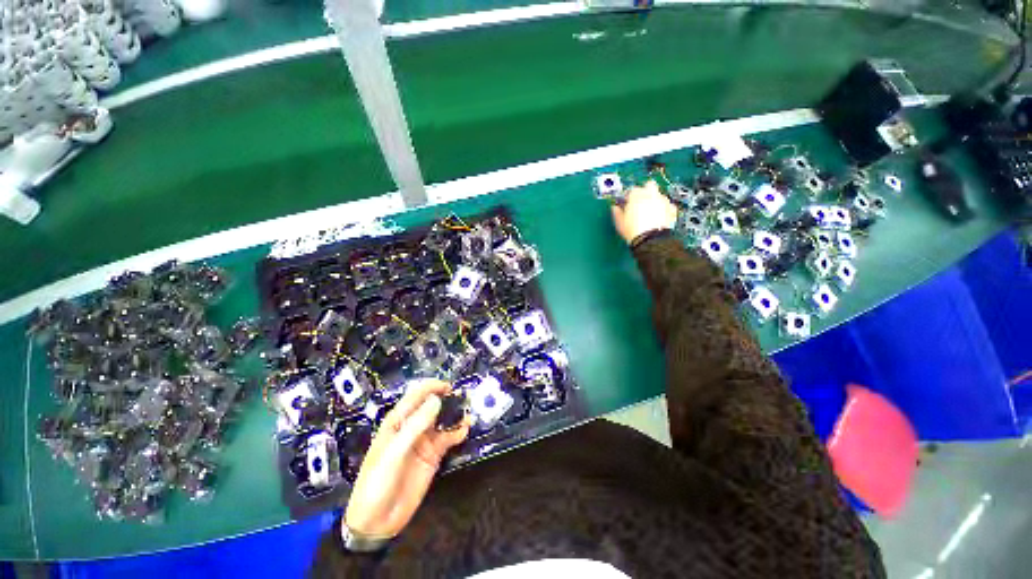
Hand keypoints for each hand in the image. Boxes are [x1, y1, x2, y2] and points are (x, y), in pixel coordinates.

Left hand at [343, 379, 470, 538]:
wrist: (377, 521)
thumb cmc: (377, 482)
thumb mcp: (394, 452)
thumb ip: (416, 426)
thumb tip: (436, 400)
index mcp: (397, 421)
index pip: (416, 396)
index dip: (431, 387)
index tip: (448, 387)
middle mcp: (412, 426)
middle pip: (432, 405)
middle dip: (447, 399)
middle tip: (463, 399)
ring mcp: (424, 440)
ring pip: (443, 420)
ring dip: (455, 415)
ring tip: (467, 413)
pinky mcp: (433, 454)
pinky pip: (448, 438)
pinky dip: (457, 431)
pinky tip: (465, 430)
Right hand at [610, 180, 677, 244]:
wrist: (650, 240)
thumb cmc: (633, 230)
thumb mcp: (619, 221)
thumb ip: (617, 211)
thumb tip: (615, 208)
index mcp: (636, 195)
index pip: (632, 189)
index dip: (629, 196)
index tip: (627, 203)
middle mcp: (651, 194)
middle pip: (649, 185)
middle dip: (645, 190)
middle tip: (640, 201)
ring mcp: (663, 201)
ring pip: (659, 194)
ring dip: (655, 200)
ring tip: (650, 212)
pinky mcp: (671, 210)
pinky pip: (668, 205)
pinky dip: (664, 209)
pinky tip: (659, 216)